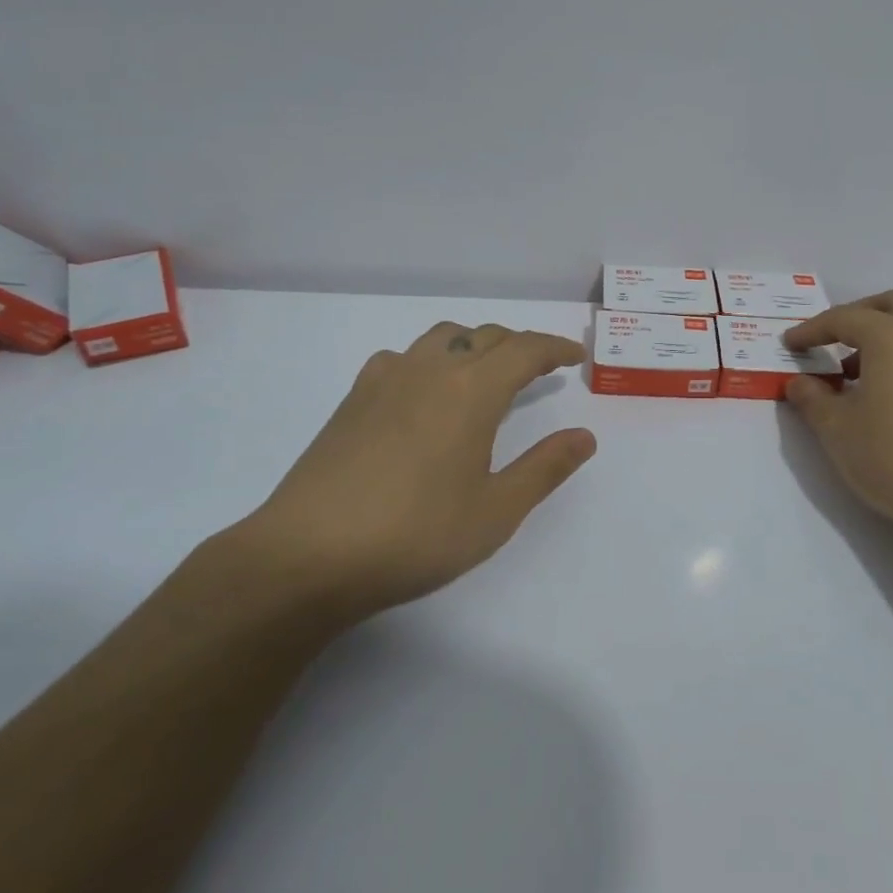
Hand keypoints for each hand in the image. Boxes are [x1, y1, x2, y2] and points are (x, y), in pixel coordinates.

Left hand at [219, 322, 595, 620]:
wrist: (307, 556)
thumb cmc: (415, 536)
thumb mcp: (496, 511)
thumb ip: (545, 468)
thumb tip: (584, 436)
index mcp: (471, 391)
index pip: (525, 350)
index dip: (554, 348)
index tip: (575, 357)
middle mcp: (430, 370)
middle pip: (485, 336)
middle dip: (520, 345)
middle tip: (541, 368)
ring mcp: (385, 380)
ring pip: (442, 338)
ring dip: (475, 345)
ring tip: (487, 373)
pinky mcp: (353, 399)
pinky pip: (404, 356)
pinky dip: (431, 359)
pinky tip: (426, 392)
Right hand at [783, 290, 892, 554]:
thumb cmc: (892, 456)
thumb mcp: (836, 429)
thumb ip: (812, 398)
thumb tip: (800, 382)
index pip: (844, 318)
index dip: (812, 330)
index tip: (790, 344)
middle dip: (860, 316)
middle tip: (834, 341)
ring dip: (888, 338)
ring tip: (861, 377)